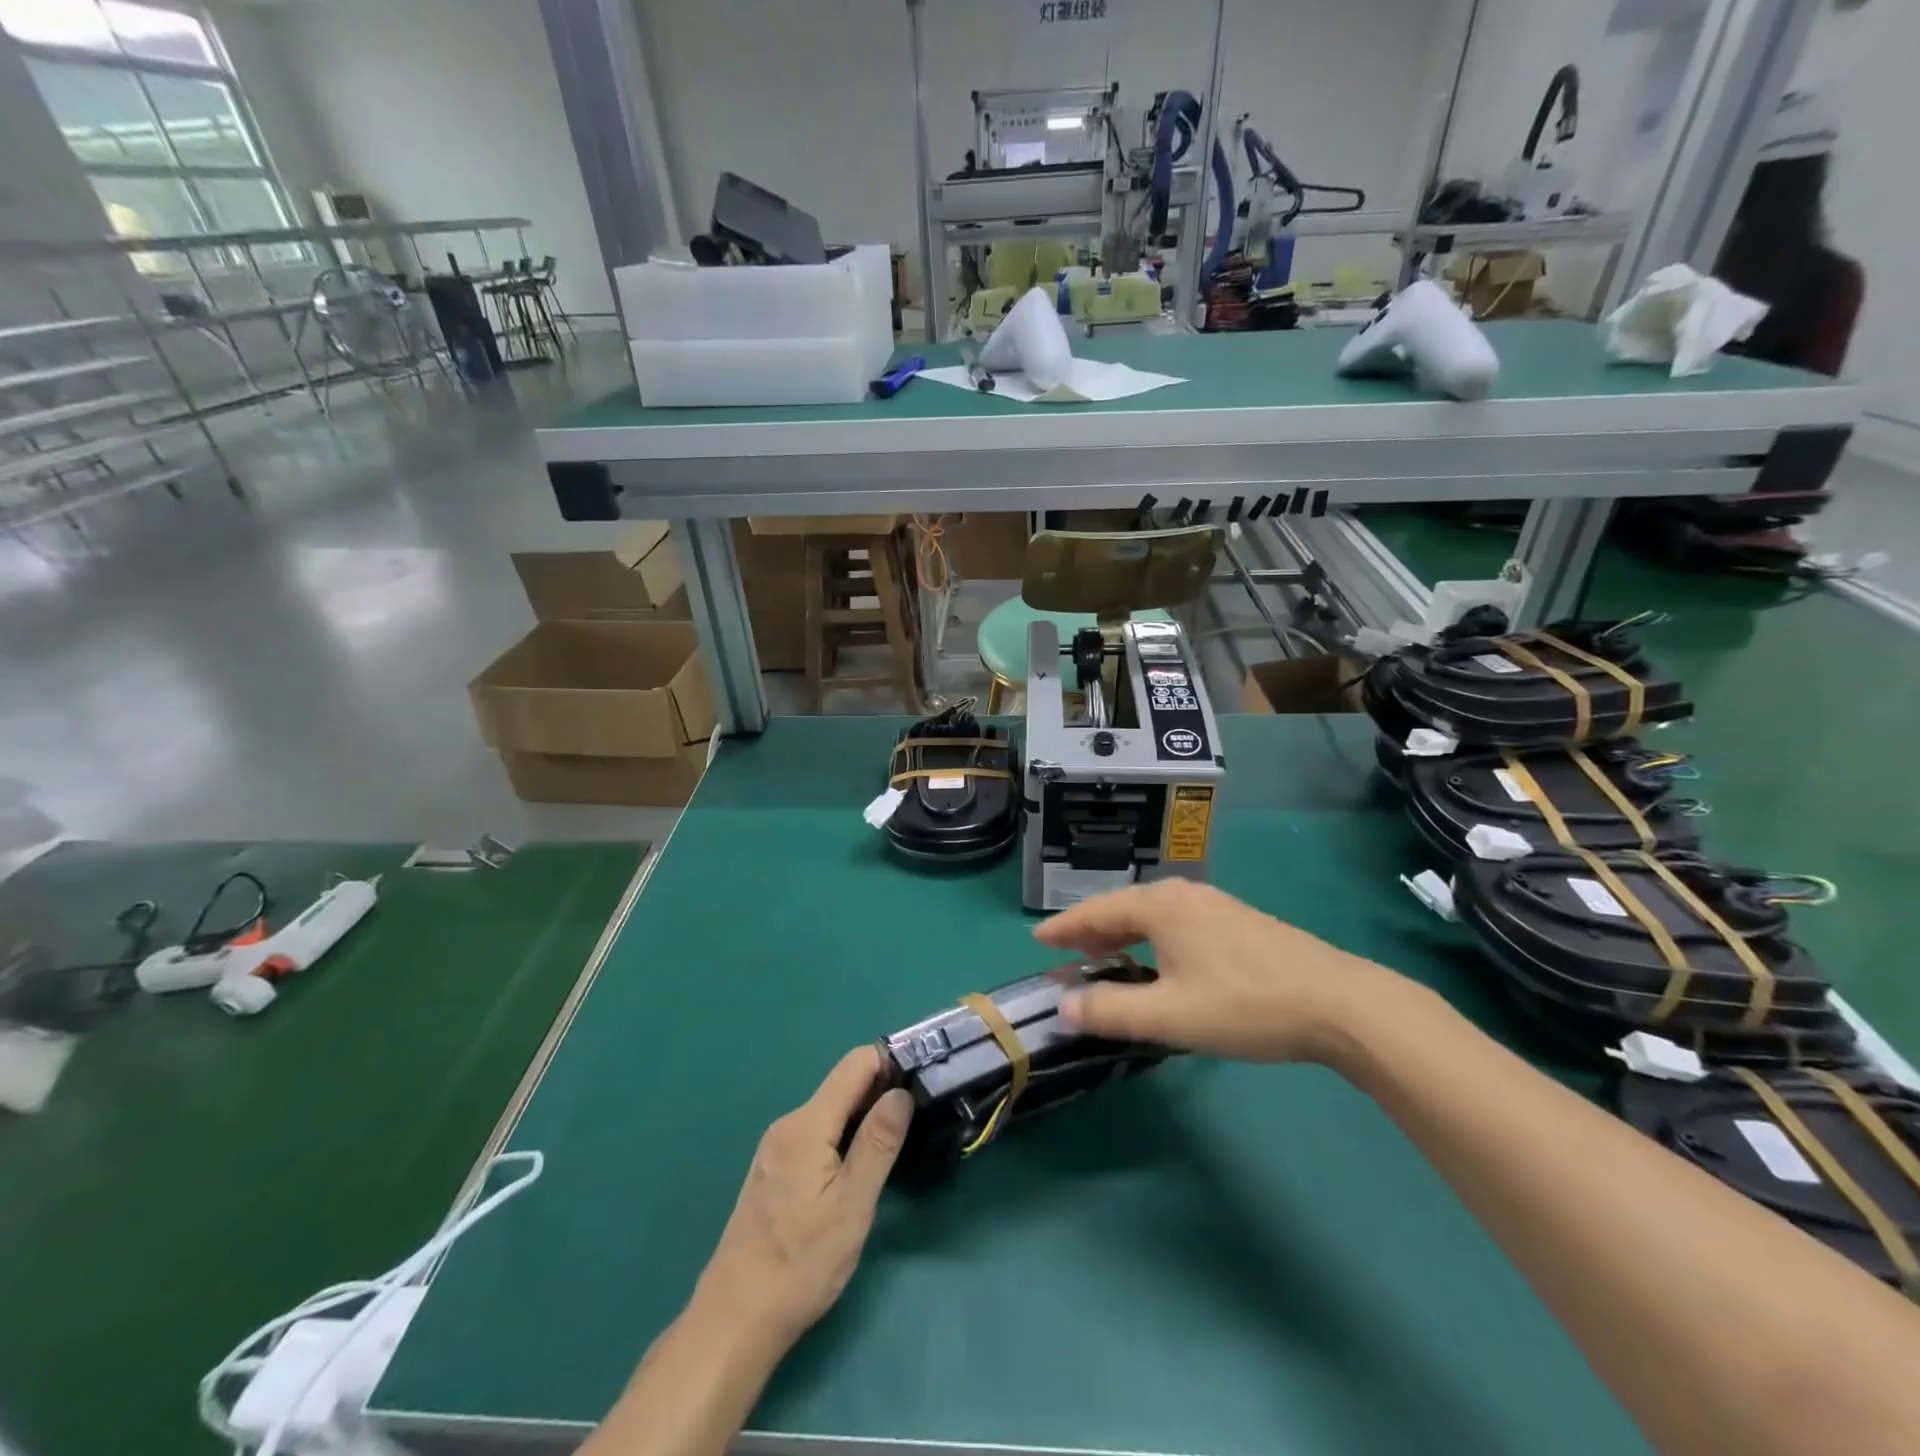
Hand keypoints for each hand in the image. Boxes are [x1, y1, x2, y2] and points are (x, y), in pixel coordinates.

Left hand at [691, 1047, 913, 1351]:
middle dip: (883, 1088)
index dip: (892, 1061)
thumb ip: (878, 1142)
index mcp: (807, 1125)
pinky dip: (846, 1135)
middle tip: (924, 1109)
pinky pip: (819, 1133)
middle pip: (844, 1085)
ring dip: (866, 1113)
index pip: (856, 1064)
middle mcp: (789, 1125)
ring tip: (903, 1135)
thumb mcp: (852, 1204)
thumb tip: (901, 1092)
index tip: (925, 1076)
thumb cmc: (801, 1264)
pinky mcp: (776, 1170)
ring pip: (832, 1111)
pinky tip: (864, 1162)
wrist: (735, 1320)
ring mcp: (778, 1148)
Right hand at [1034, 879, 1400, 1063]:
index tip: (1038, 939)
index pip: (1097, 911)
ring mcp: (1215, 905)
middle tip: (1069, 954)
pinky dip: (1153, 938)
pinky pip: (1177, 923)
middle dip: (1093, 930)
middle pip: (1124, 907)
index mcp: (1161, 907)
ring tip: (1108, 958)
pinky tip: (1161, 962)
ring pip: (1154, 915)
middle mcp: (1184, 895)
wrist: (1339, 1003)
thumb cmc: (1245, 1005)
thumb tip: (1064, 1006)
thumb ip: (1111, 1010)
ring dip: (1124, 935)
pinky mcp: (1239, 922)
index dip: (1065, 926)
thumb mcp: (1170, 1015)